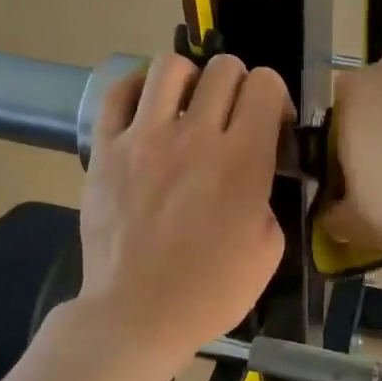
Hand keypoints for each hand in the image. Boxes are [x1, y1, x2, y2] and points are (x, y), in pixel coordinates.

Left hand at [76, 53, 289, 368]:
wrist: (138, 314)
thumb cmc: (211, 291)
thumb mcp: (269, 249)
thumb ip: (267, 195)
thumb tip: (255, 171)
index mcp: (244, 160)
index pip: (266, 85)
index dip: (275, 97)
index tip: (271, 124)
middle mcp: (196, 136)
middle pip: (225, 68)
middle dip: (239, 85)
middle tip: (232, 117)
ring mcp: (144, 138)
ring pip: (170, 66)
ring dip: (190, 79)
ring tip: (188, 107)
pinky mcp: (106, 149)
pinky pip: (119, 93)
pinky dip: (138, 89)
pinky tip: (148, 108)